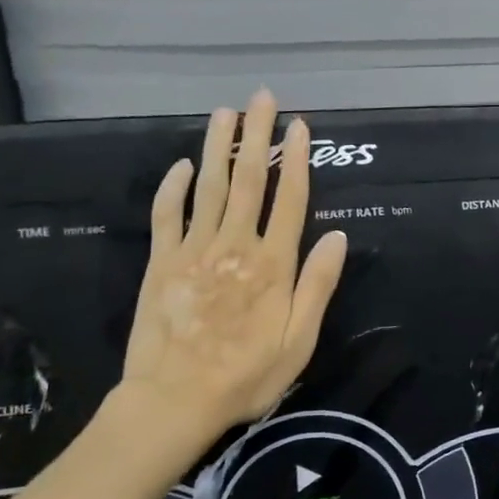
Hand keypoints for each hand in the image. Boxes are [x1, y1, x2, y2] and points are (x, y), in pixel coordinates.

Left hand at [116, 90, 347, 462]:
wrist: (173, 401)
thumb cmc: (246, 376)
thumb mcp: (298, 340)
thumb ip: (317, 285)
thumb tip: (337, 236)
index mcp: (272, 264)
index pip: (288, 199)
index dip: (295, 160)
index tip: (298, 126)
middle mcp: (234, 245)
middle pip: (247, 180)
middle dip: (256, 135)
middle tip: (260, 97)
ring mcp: (193, 250)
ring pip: (208, 186)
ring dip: (217, 146)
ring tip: (225, 113)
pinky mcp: (161, 262)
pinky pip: (167, 214)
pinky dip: (173, 187)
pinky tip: (181, 166)